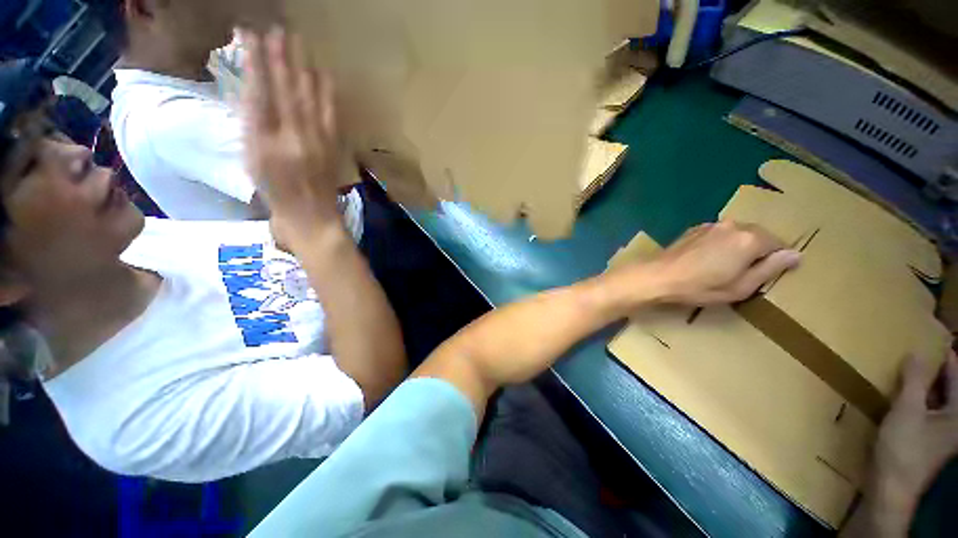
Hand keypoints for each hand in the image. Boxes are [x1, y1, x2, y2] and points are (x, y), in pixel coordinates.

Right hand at [242, 28, 342, 243]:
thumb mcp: (252, 162)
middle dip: (280, 58)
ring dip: (303, 68)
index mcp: (264, 142)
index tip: (251, 36)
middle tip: (278, 29)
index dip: (255, 63)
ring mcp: (317, 142)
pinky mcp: (333, 148)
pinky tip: (325, 76)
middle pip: (285, 91)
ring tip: (298, 42)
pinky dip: (327, 94)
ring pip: (308, 98)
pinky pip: (330, 115)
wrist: (311, 216)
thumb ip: (252, 128)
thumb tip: (255, 95)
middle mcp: (292, 137)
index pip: (258, 92)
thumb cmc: (275, 194)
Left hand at [643, 221, 801, 305]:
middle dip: (758, 252)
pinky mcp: (696, 228)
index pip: (778, 244)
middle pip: (759, 236)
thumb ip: (769, 269)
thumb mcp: (740, 287)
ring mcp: (713, 224)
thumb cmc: (699, 286)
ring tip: (725, 266)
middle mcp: (734, 225)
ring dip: (739, 246)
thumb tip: (795, 255)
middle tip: (744, 272)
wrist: (658, 275)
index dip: (776, 260)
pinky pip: (720, 233)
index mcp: (750, 239)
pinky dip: (722, 243)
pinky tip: (709, 258)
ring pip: (739, 233)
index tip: (765, 275)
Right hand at [872, 354, 957, 519]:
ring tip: (909, 368)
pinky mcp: (928, 437)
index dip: (946, 356)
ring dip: (926, 383)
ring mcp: (942, 431)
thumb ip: (915, 381)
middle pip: (949, 387)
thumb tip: (917, 352)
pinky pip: (928, 409)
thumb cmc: (904, 448)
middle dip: (936, 369)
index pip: (956, 375)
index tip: (933, 338)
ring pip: (938, 398)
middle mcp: (955, 420)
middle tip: (919, 351)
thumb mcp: (908, 411)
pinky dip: (919, 397)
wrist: (892, 486)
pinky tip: (904, 395)